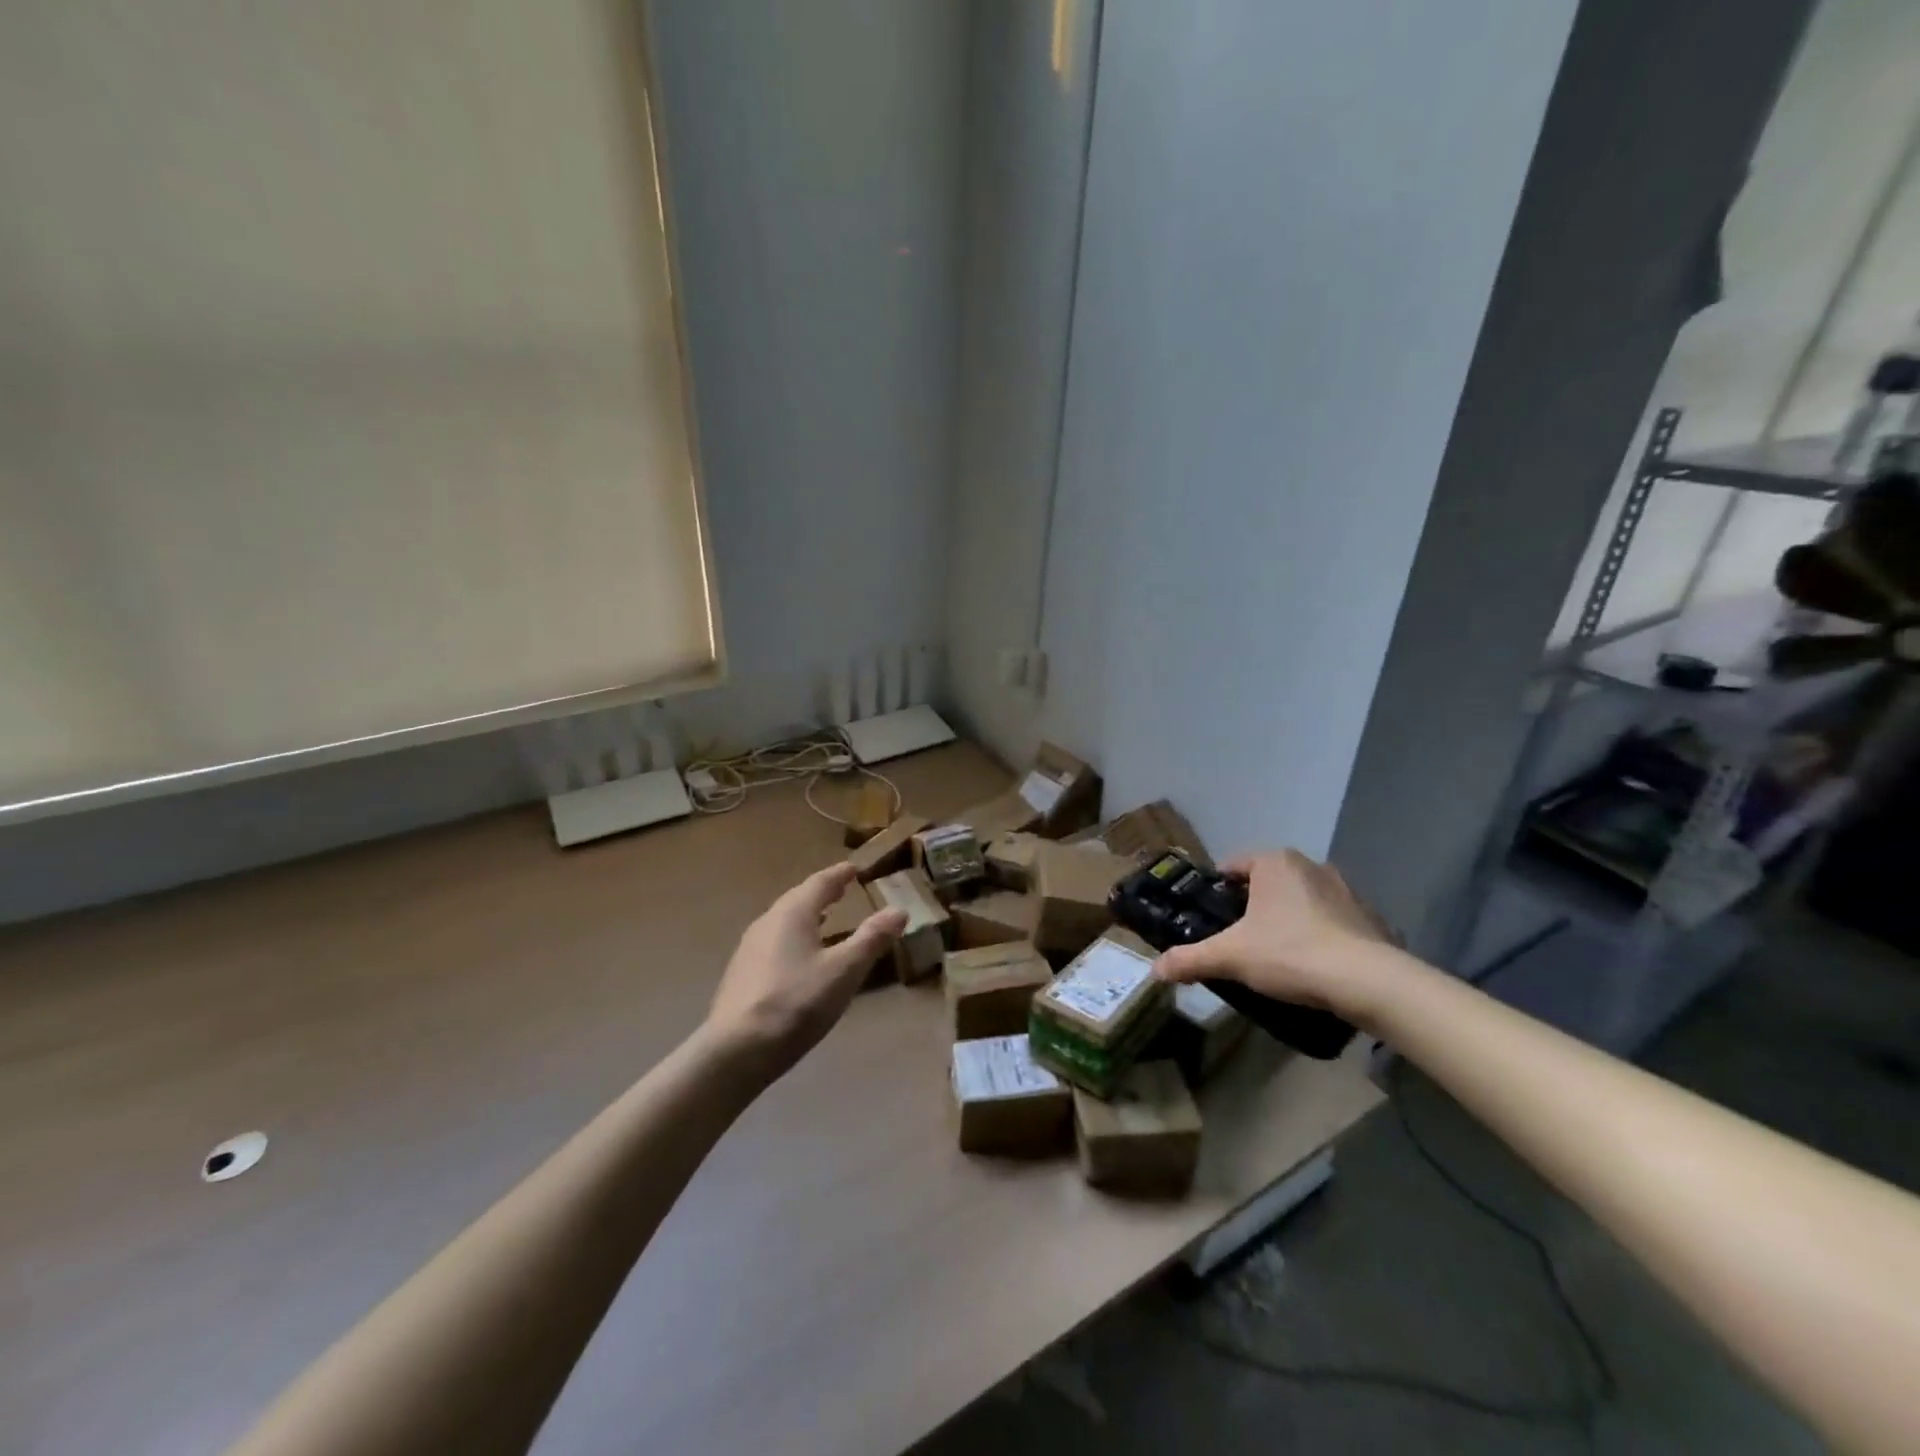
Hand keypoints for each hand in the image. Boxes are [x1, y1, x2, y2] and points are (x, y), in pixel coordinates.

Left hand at [703, 863, 906, 1082]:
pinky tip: (799, 956)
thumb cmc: (797, 1002)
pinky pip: (773, 942)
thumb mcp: (844, 971)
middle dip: (821, 893)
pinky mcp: (741, 974)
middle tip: (841, 889)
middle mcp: (767, 922)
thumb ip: (872, 939)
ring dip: (806, 915)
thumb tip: (899, 910)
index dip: (839, 875)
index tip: (854, 868)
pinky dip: (793, 937)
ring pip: (783, 921)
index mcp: (792, 913)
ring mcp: (750, 948)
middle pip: (798, 899)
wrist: (737, 1050)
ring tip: (823, 919)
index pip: (819, 883)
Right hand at [1154, 849, 1393, 1016]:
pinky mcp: (1369, 916)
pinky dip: (1318, 935)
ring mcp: (1345, 889)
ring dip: (1286, 919)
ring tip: (1275, 955)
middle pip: (1267, 883)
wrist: (1368, 982)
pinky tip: (1312, 965)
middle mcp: (1310, 865)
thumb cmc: (1290, 953)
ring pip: (1300, 900)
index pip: (1232, 866)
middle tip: (1238, 941)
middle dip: (1252, 908)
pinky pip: (1330, 920)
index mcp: (1274, 862)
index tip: (1211, 920)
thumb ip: (1190, 959)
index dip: (1217, 893)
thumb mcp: (1230, 957)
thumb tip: (1154, 970)